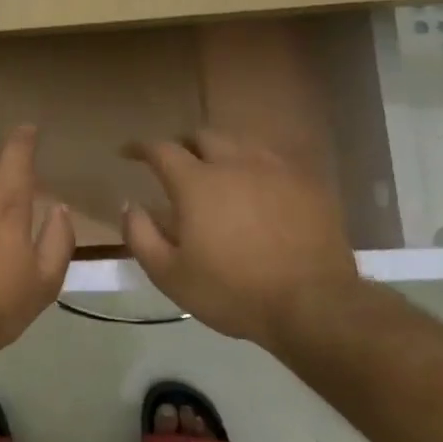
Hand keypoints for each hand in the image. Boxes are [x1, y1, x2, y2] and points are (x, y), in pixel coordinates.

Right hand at [123, 131, 362, 346]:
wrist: (313, 305)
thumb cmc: (232, 291)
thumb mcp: (168, 274)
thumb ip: (140, 234)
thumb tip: (130, 204)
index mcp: (196, 183)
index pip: (160, 149)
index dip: (140, 148)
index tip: (128, 153)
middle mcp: (234, 164)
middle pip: (203, 136)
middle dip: (182, 145)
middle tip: (175, 163)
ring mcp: (276, 170)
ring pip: (241, 143)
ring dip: (220, 152)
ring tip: (216, 171)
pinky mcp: (309, 184)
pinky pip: (274, 160)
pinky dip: (255, 166)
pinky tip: (256, 185)